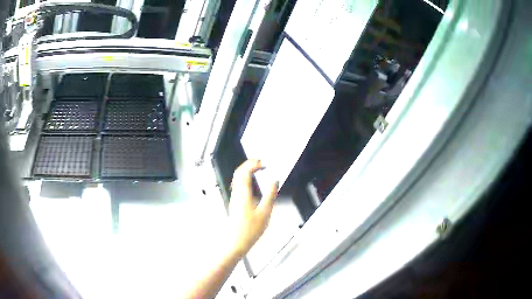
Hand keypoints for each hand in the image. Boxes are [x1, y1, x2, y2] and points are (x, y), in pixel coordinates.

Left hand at [228, 159, 278, 256]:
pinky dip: (245, 180)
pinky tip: (252, 185)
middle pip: (238, 173)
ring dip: (246, 171)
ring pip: (237, 179)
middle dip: (249, 164)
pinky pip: (238, 186)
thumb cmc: (249, 230)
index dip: (252, 163)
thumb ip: (270, 195)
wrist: (235, 242)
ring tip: (257, 170)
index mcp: (243, 194)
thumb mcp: (265, 213)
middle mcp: (236, 194)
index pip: (244, 171)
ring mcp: (234, 199)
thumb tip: (274, 181)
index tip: (262, 162)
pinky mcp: (235, 204)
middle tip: (260, 163)